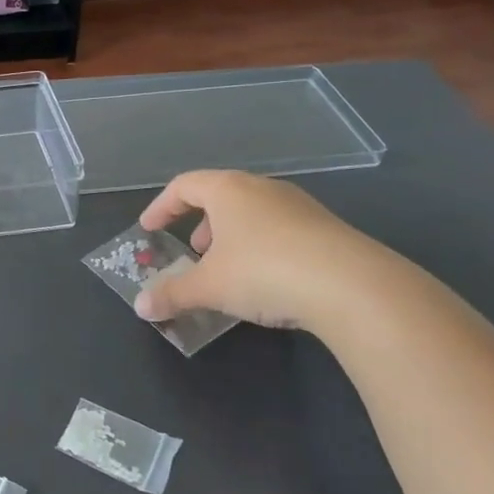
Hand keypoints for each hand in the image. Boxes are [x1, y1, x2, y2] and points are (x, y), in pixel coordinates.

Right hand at [132, 170, 390, 332]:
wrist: (353, 286)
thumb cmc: (264, 272)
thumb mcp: (209, 287)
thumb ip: (172, 294)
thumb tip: (140, 307)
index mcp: (228, 189)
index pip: (184, 186)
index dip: (161, 207)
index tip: (149, 228)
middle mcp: (263, 188)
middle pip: (221, 196)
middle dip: (201, 224)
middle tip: (193, 252)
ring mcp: (300, 206)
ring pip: (253, 214)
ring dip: (233, 237)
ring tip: (228, 270)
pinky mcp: (327, 230)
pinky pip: (281, 231)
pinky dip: (262, 248)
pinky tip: (267, 281)